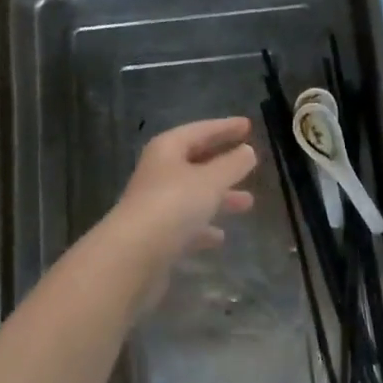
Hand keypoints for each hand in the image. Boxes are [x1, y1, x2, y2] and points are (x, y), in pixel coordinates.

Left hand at [106, 117, 257, 280]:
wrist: (132, 257)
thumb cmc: (173, 206)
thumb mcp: (210, 181)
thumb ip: (232, 165)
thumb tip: (247, 151)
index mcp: (167, 149)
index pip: (200, 130)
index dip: (225, 127)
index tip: (248, 125)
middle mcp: (159, 172)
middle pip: (196, 161)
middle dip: (224, 162)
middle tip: (250, 160)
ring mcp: (156, 204)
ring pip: (194, 194)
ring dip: (220, 196)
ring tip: (248, 203)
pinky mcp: (156, 235)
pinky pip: (186, 224)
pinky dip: (203, 227)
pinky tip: (220, 237)